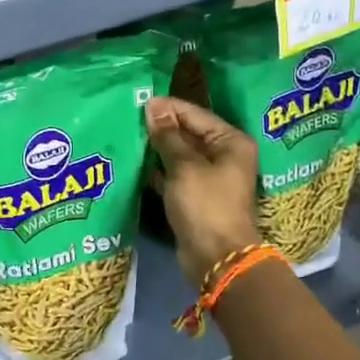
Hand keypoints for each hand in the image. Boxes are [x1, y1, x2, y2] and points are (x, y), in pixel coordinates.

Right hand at [145, 97, 261, 287]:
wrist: (216, 258)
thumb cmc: (205, 205)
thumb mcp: (184, 166)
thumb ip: (167, 136)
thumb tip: (153, 107)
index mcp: (231, 142)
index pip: (195, 114)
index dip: (167, 108)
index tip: (138, 102)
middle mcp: (224, 155)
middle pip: (188, 133)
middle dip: (161, 127)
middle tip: (128, 118)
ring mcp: (210, 177)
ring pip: (179, 155)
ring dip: (157, 149)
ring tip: (128, 137)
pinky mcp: (196, 196)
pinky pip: (175, 174)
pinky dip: (158, 170)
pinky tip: (135, 164)